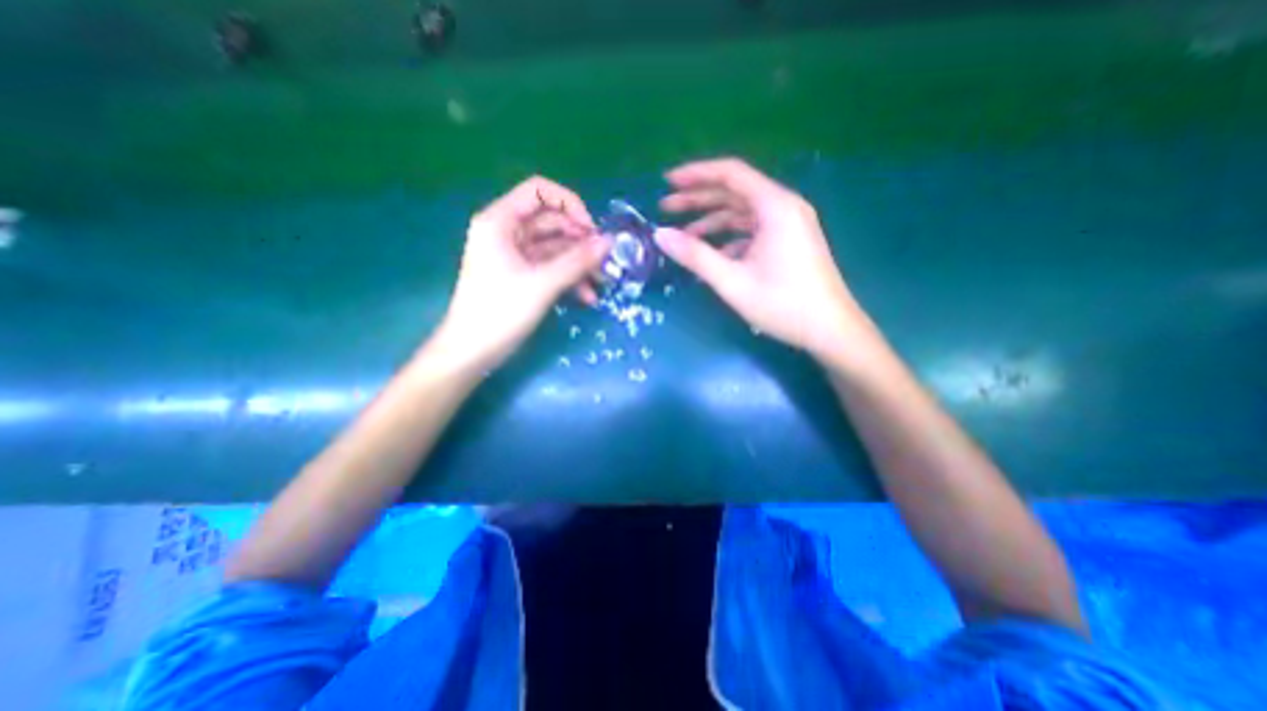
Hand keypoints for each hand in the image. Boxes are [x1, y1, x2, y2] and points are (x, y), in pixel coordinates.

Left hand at [437, 178, 614, 370]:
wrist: (472, 352)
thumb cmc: (500, 312)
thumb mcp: (542, 284)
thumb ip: (578, 261)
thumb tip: (610, 241)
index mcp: (500, 221)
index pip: (539, 191)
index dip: (570, 205)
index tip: (591, 230)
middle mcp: (507, 232)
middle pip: (551, 221)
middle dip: (580, 240)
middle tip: (605, 261)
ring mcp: (515, 255)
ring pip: (555, 247)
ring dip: (579, 263)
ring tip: (601, 283)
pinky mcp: (522, 276)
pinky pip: (551, 267)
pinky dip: (570, 278)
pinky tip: (587, 297)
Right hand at [653, 158, 870, 363]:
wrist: (830, 330)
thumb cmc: (783, 304)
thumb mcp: (732, 281)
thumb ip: (695, 256)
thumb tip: (660, 235)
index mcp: (775, 207)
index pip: (731, 173)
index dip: (695, 174)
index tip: (667, 182)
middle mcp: (784, 206)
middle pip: (735, 190)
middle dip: (699, 198)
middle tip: (666, 208)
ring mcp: (789, 224)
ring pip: (743, 212)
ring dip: (713, 220)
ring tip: (684, 235)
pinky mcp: (790, 240)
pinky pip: (754, 229)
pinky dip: (730, 237)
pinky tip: (713, 254)